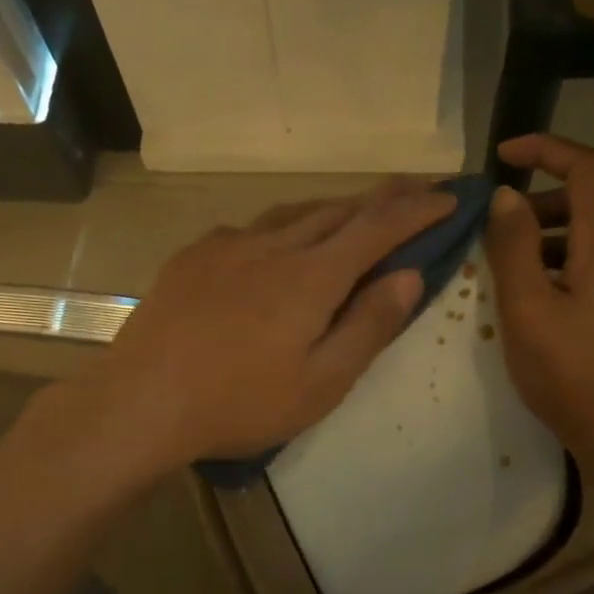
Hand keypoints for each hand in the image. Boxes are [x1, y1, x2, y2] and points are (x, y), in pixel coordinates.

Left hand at [71, 177, 457, 476]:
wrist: (142, 401)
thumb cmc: (239, 403)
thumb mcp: (321, 383)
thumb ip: (368, 326)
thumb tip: (409, 276)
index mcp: (311, 276)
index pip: (379, 228)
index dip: (419, 210)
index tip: (450, 198)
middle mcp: (273, 245)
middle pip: (338, 209)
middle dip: (383, 198)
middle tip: (415, 190)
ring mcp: (227, 245)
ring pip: (293, 213)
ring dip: (333, 208)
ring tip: (354, 212)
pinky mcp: (192, 256)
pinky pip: (250, 229)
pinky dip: (282, 228)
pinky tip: (276, 246)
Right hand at [483, 135, 593, 496]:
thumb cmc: (575, 375)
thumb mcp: (528, 310)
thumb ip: (513, 248)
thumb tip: (505, 195)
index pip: (588, 167)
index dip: (547, 148)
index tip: (504, 155)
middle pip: (586, 203)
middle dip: (536, 203)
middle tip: (490, 233)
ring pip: (587, 241)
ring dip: (543, 242)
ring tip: (502, 278)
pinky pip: (593, 271)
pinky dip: (558, 270)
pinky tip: (533, 310)